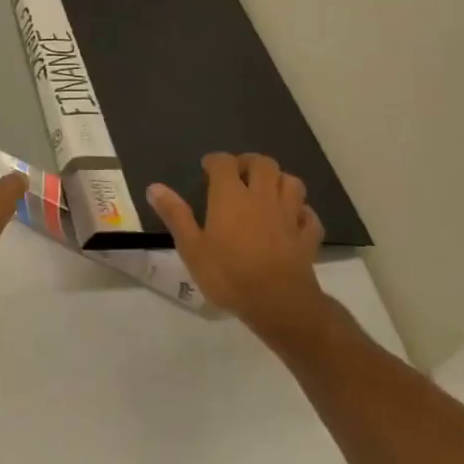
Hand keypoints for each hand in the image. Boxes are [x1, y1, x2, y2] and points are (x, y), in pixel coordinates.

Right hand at [146, 153, 327, 337]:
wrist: (278, 303)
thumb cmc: (228, 274)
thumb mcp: (191, 247)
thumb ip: (175, 215)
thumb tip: (154, 187)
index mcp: (231, 196)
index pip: (224, 163)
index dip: (215, 160)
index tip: (207, 167)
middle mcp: (262, 197)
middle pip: (263, 164)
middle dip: (250, 162)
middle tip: (239, 173)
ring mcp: (289, 215)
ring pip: (292, 183)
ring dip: (279, 181)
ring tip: (267, 190)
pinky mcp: (307, 237)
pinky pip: (309, 216)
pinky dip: (302, 212)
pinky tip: (293, 219)